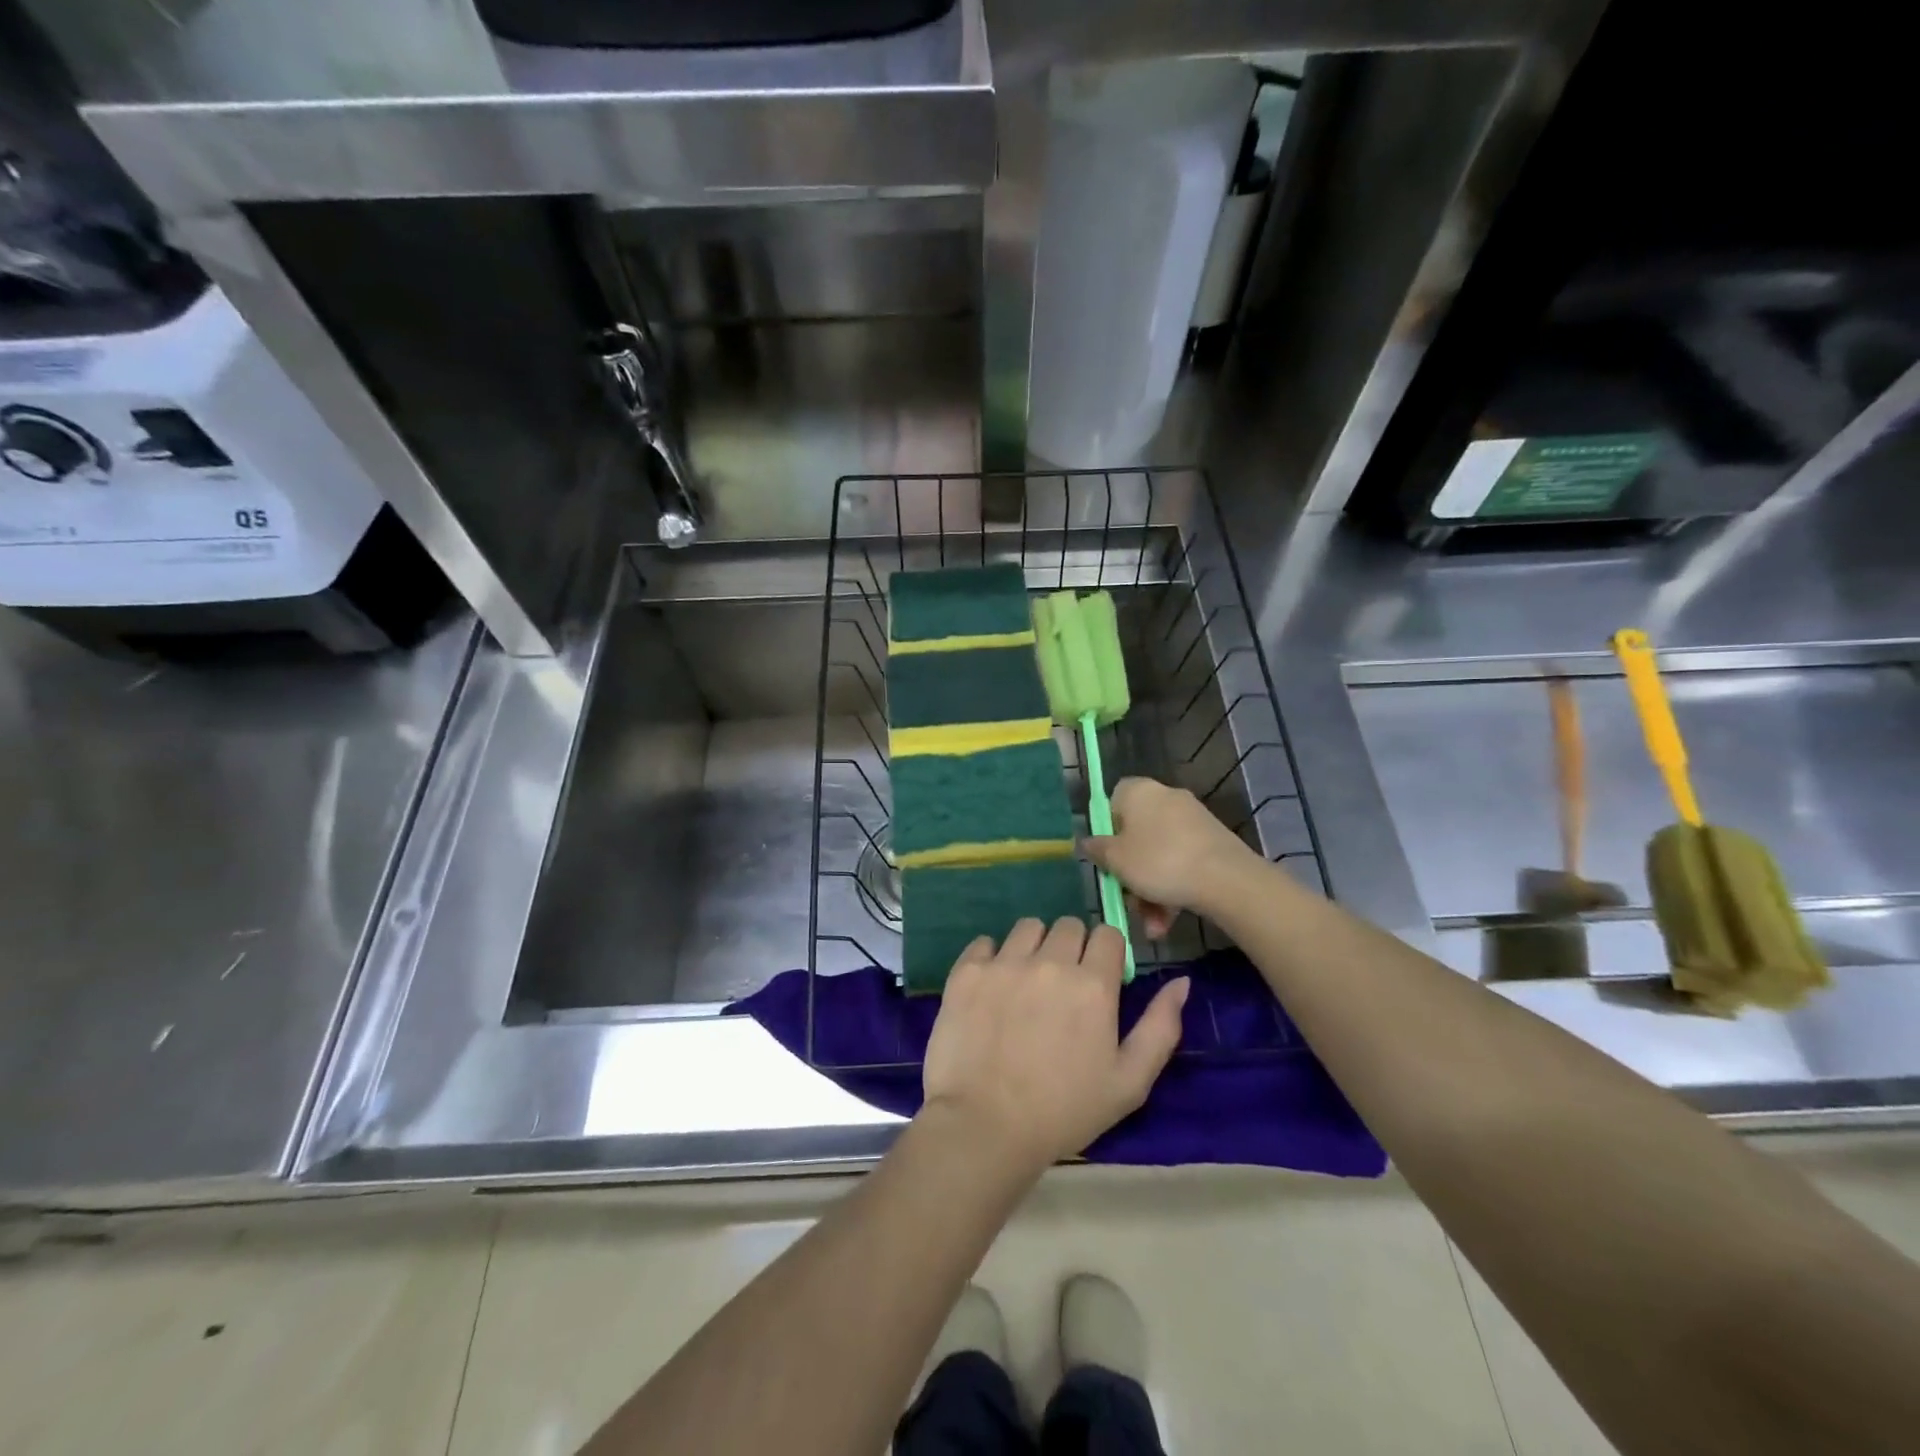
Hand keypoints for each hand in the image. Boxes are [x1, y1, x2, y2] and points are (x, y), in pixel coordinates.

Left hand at [920, 917, 1189, 1174]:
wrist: (985, 1127)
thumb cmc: (1064, 1111)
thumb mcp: (1129, 1082)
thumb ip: (1160, 1027)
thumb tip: (1181, 982)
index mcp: (1093, 985)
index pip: (1108, 934)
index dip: (1107, 954)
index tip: (1099, 979)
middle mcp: (1050, 962)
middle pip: (1069, 925)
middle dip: (1072, 948)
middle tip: (1062, 986)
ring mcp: (1004, 963)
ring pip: (1028, 927)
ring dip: (1034, 947)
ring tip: (1026, 983)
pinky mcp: (967, 971)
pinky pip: (985, 942)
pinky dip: (992, 957)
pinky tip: (992, 988)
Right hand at [1083, 777, 1260, 931]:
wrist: (1226, 879)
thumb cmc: (1160, 862)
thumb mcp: (1116, 860)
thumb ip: (1097, 849)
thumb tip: (1087, 842)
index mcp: (1139, 791)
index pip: (1113, 800)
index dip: (1106, 830)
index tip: (1106, 857)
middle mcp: (1166, 798)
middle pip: (1136, 835)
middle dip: (1130, 873)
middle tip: (1127, 899)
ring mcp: (1192, 820)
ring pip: (1159, 856)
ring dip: (1150, 891)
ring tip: (1152, 925)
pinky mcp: (1212, 842)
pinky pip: (1181, 863)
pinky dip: (1172, 889)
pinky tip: (1168, 922)